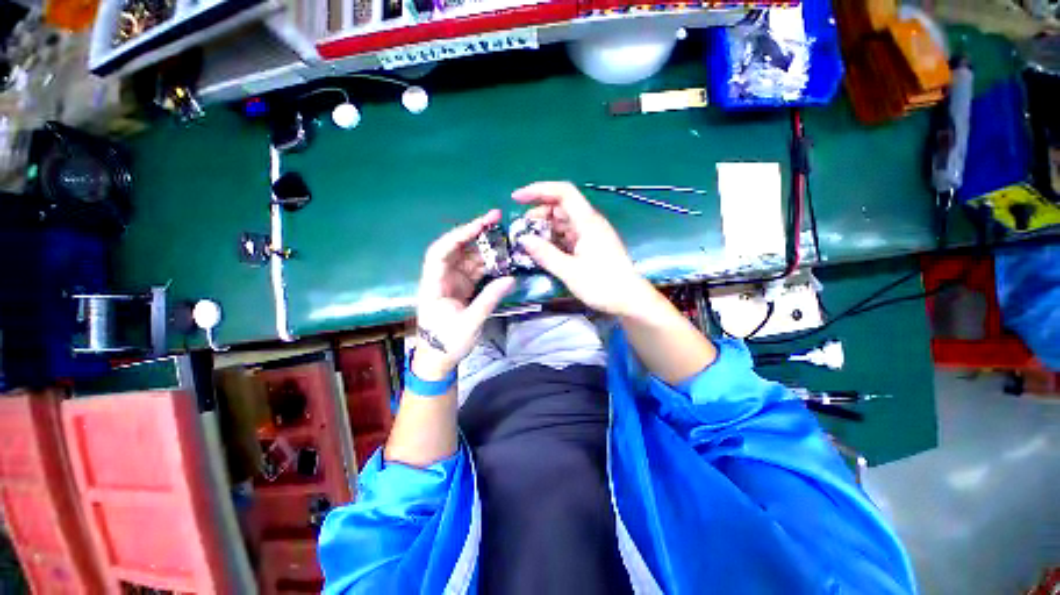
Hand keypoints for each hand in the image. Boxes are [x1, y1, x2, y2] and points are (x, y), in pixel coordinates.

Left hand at [414, 210, 514, 379]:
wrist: (439, 359)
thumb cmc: (447, 342)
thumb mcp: (470, 323)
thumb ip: (489, 299)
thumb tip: (510, 278)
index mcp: (434, 284)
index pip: (441, 252)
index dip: (459, 235)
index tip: (480, 225)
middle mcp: (441, 277)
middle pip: (456, 248)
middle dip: (475, 232)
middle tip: (497, 218)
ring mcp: (453, 281)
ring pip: (468, 257)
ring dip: (485, 247)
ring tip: (505, 238)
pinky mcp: (462, 287)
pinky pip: (476, 269)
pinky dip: (489, 263)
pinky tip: (502, 258)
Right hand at [513, 181, 652, 315]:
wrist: (629, 300)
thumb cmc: (602, 285)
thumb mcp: (570, 271)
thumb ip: (546, 254)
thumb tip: (523, 239)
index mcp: (587, 222)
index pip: (563, 192)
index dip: (539, 190)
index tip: (517, 198)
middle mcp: (589, 223)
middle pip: (561, 206)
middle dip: (538, 213)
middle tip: (521, 228)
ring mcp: (590, 235)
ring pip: (563, 222)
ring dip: (545, 228)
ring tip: (528, 241)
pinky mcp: (590, 246)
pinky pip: (568, 236)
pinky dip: (553, 239)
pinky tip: (543, 250)